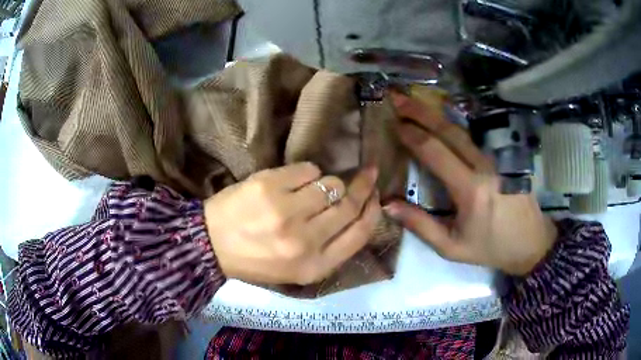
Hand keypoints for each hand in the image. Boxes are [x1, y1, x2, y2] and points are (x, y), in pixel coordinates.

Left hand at [204, 163, 380, 284]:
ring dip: (328, 183)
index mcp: (314, 267)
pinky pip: (308, 169)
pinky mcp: (269, 186)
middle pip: (349, 205)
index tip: (376, 196)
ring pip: (331, 184)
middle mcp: (305, 242)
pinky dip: (307, 172)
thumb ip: (331, 247)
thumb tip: (358, 210)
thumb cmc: (256, 259)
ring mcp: (286, 212)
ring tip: (312, 189)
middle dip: (363, 186)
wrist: (211, 244)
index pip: (360, 234)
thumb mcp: (297, 269)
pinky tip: (291, 182)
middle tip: (368, 173)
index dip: (373, 211)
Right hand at [384, 92, 557, 275]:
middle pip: (448, 130)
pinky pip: (472, 137)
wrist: (530, 242)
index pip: (435, 152)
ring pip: (461, 129)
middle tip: (397, 97)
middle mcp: (483, 166)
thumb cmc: (490, 247)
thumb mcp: (452, 247)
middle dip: (420, 111)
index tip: (393, 123)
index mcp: (470, 189)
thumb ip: (420, 225)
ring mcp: (495, 158)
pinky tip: (439, 119)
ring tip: (413, 102)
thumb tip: (388, 204)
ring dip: (435, 113)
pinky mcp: (501, 158)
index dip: (412, 135)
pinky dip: (451, 124)